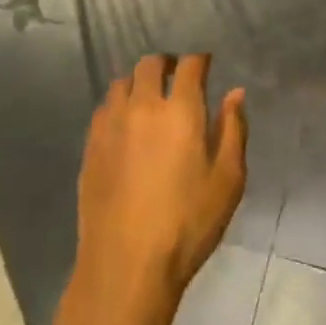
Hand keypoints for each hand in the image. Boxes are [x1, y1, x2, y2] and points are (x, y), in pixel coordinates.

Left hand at [67, 54, 246, 324]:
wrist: (127, 264)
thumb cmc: (188, 223)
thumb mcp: (228, 180)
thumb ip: (233, 130)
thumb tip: (235, 93)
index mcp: (180, 110)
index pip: (189, 66)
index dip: (200, 60)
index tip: (206, 65)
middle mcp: (142, 106)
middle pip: (149, 65)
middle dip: (166, 64)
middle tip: (177, 77)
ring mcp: (111, 125)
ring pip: (121, 83)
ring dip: (138, 82)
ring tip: (149, 99)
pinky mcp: (90, 146)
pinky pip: (103, 109)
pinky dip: (118, 105)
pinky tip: (125, 125)